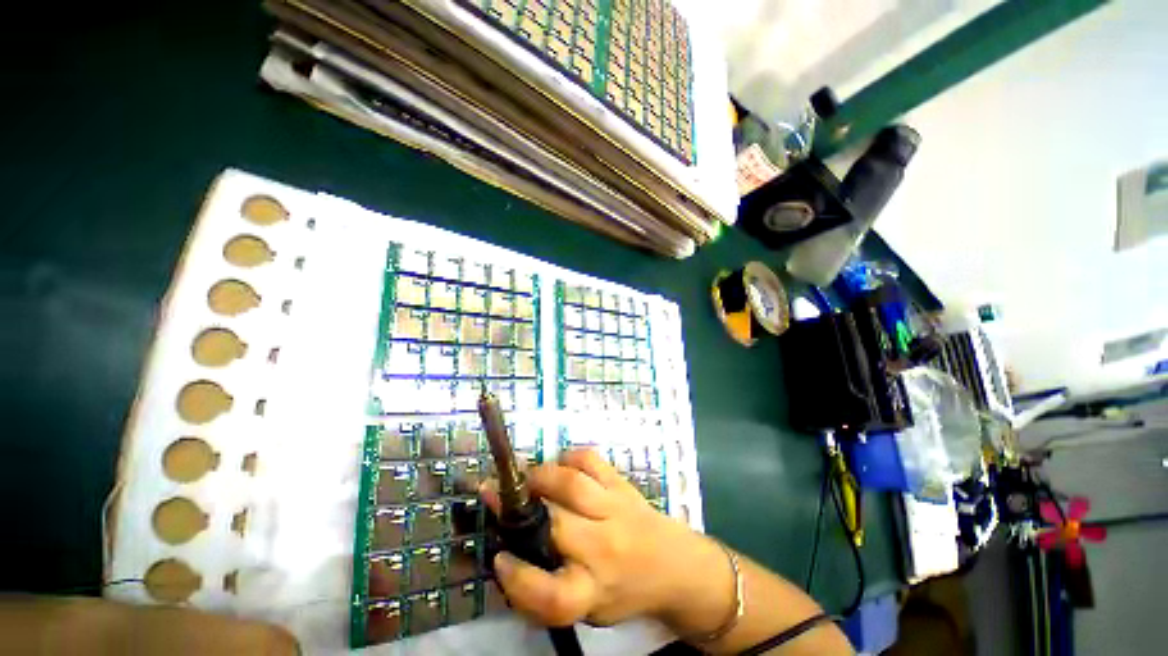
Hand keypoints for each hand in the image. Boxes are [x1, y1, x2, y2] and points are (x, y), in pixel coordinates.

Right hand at [480, 449, 729, 629]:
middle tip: (495, 493)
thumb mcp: (590, 610)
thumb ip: (550, 592)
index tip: (500, 557)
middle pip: (556, 526)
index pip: (551, 594)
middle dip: (519, 507)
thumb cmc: (626, 591)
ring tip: (526, 478)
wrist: (675, 566)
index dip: (517, 578)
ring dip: (540, 476)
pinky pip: (591, 460)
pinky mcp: (622, 484)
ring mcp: (615, 509)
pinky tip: (561, 465)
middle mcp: (605, 549)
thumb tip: (509, 557)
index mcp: (595, 592)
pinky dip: (569, 457)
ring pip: (572, 484)